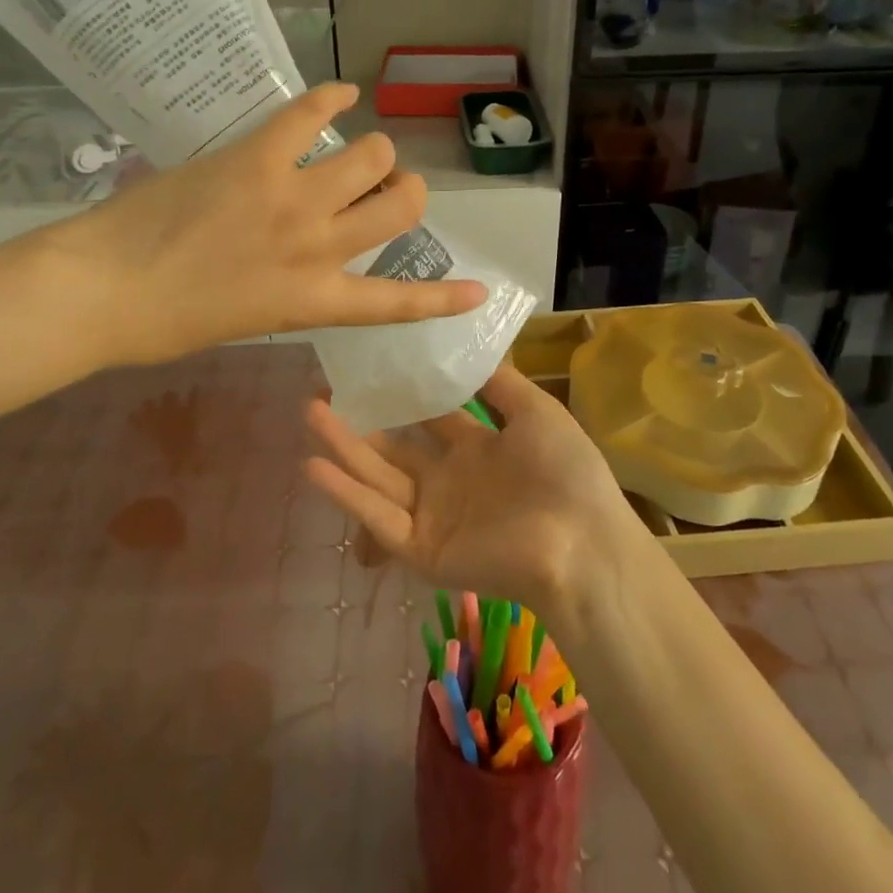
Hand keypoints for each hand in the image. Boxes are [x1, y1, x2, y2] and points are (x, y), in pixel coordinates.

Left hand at [18, 84, 485, 366]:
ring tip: (357, 149)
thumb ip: (290, 292)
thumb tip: (303, 264)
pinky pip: (311, 113)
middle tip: (382, 188)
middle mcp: (318, 248)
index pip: (397, 302)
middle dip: (405, 192)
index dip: (445, 297)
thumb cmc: (165, 324)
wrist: (100, 291)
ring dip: (375, 151)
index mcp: (313, 301)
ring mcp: (291, 198)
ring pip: (373, 155)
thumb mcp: (247, 321)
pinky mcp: (257, 157)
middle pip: (401, 205)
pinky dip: (332, 97)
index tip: (480, 289)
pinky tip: (341, 93)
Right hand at [302, 365, 642, 620]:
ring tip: (309, 412)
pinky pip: (378, 517)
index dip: (400, 393)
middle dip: (359, 420)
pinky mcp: (421, 549)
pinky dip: (346, 493)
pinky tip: (314, 464)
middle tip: (321, 389)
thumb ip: (500, 384)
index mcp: (478, 449)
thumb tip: (471, 344)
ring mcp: (432, 515)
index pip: (429, 416)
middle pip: (394, 447)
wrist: (583, 544)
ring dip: (343, 447)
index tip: (368, 365)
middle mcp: (449, 480)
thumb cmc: (564, 473)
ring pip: (377, 476)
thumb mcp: (536, 413)